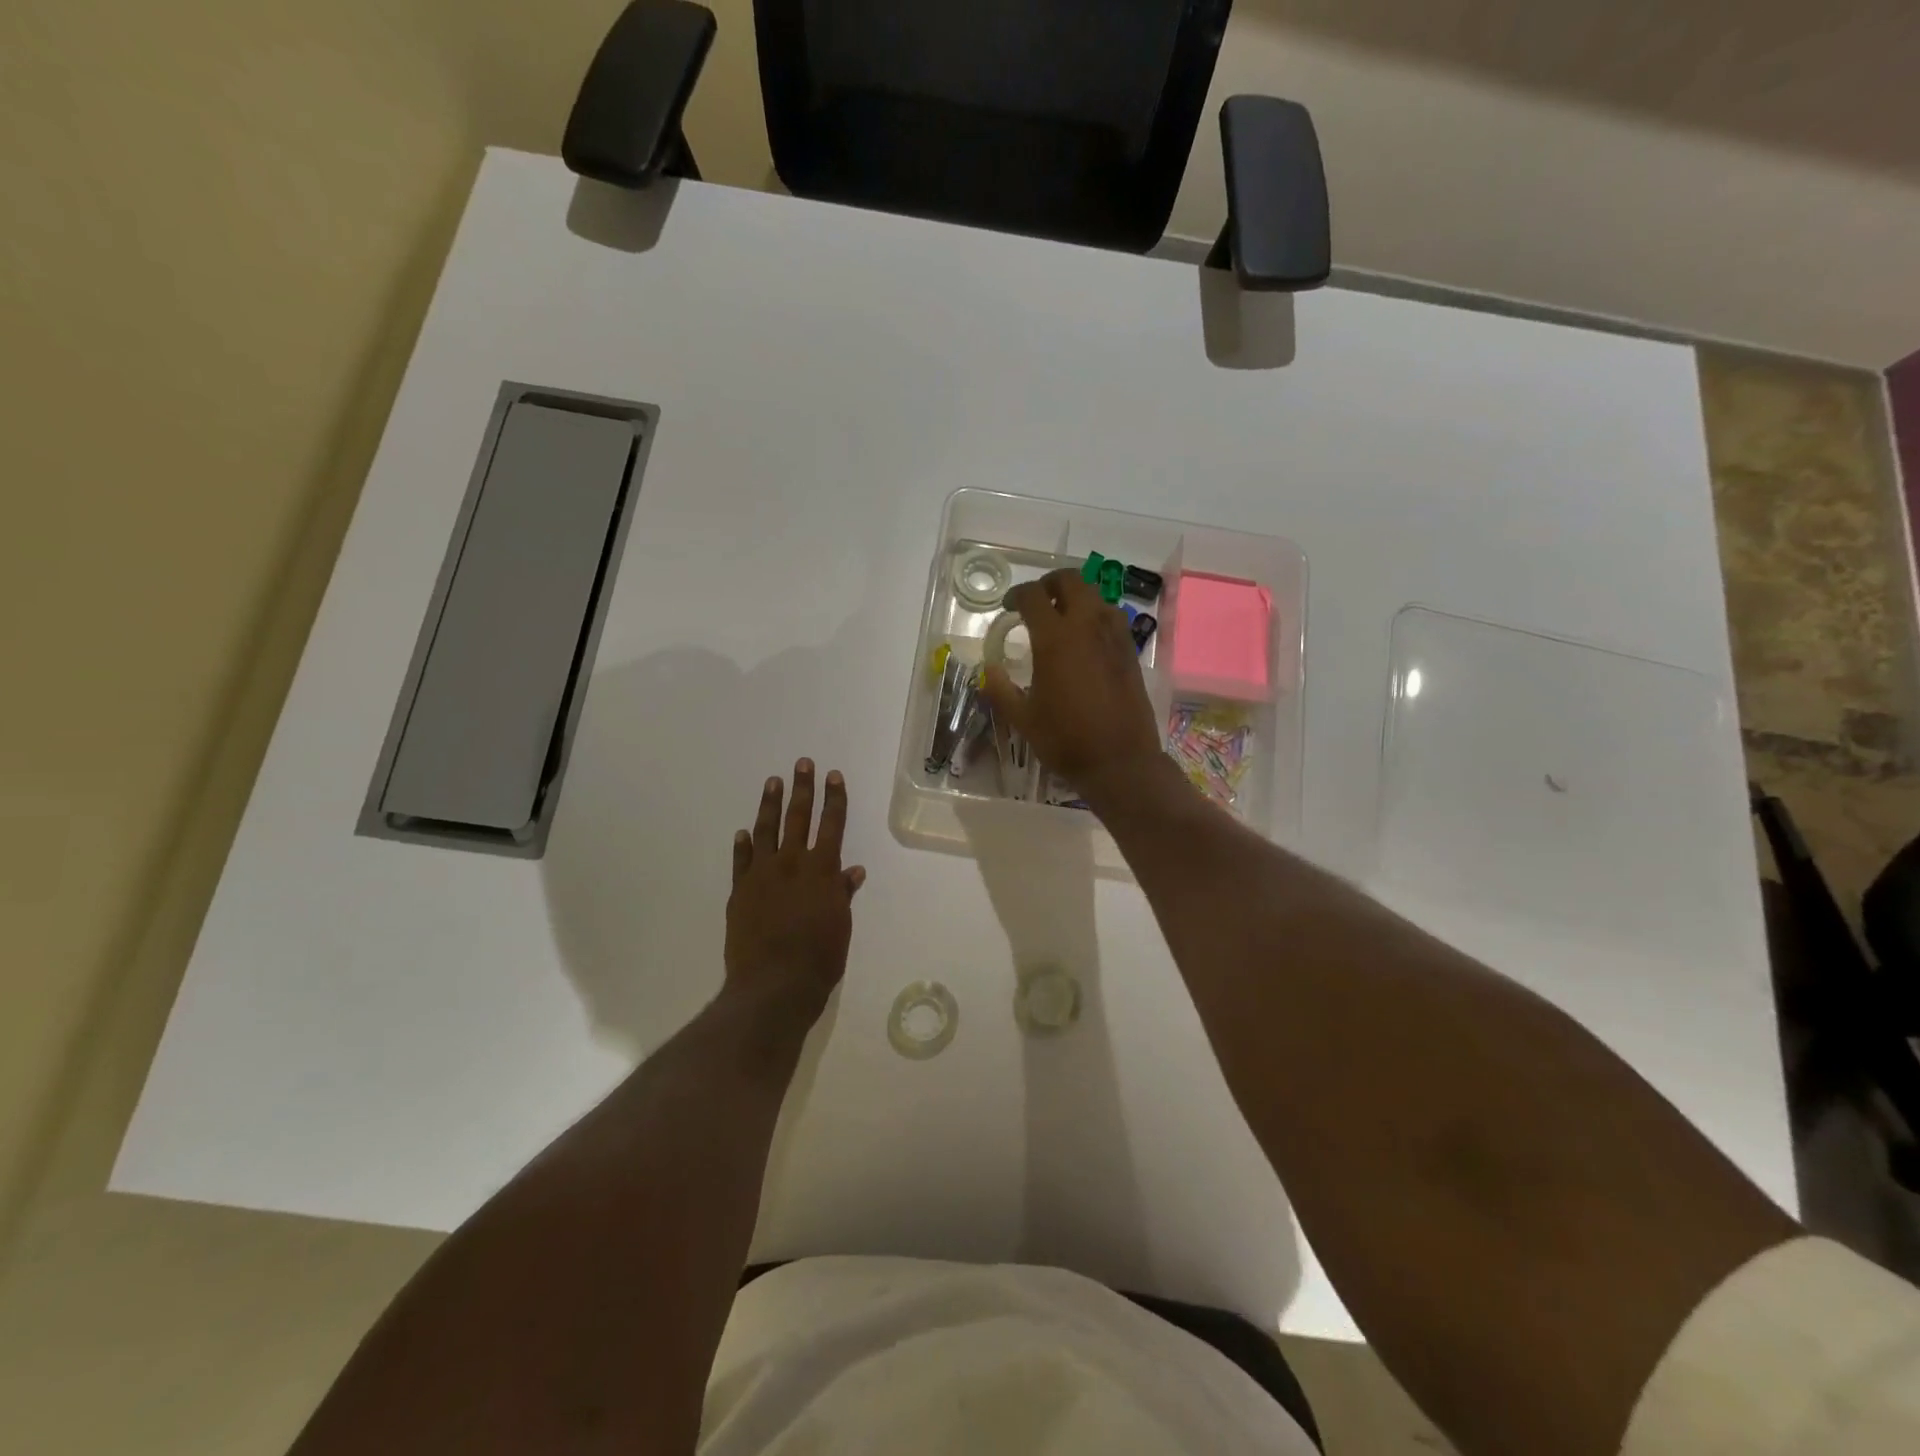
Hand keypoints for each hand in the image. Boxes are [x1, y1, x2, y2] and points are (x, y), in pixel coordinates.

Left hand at [724, 760, 865, 1024]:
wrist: (773, 984)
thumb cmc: (819, 958)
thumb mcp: (840, 925)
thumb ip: (842, 894)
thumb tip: (853, 870)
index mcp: (822, 870)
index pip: (832, 825)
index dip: (834, 799)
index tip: (833, 776)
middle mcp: (792, 864)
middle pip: (798, 818)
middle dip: (802, 789)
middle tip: (802, 764)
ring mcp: (762, 875)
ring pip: (766, 831)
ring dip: (770, 805)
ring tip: (772, 782)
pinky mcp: (740, 891)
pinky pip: (741, 862)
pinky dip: (743, 845)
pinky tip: (743, 833)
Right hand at [981, 568, 1163, 796]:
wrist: (1120, 760)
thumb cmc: (1065, 740)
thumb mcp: (1023, 718)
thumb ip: (1001, 689)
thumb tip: (989, 670)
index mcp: (1055, 638)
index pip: (1034, 596)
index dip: (1017, 595)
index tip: (1009, 607)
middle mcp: (1087, 626)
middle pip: (1070, 581)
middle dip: (1049, 584)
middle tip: (1036, 602)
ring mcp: (1114, 636)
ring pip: (1095, 595)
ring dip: (1076, 597)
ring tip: (1061, 618)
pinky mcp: (1130, 650)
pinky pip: (1111, 617)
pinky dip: (1095, 615)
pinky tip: (1085, 640)